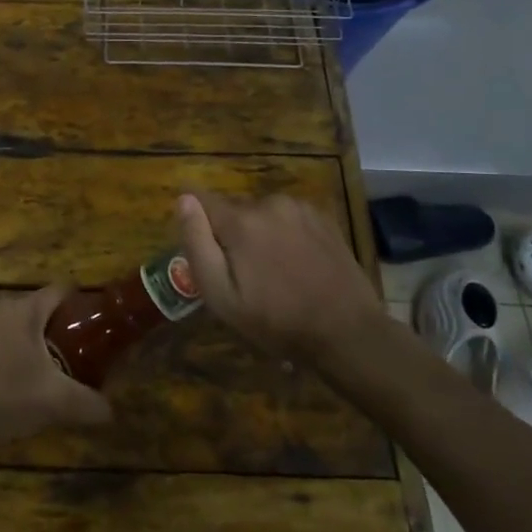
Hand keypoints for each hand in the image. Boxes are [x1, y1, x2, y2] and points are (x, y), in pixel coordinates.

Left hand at [0, 287, 112, 464]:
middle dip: (55, 331)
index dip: (82, 306)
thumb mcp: (54, 404)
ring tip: (39, 376)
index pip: (61, 290)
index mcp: (24, 309)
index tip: (95, 329)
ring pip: (10, 326)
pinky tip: (4, 388)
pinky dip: (1, 356)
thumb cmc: (1, 398)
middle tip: (71, 359)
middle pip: (36, 310)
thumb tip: (110, 411)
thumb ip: (89, 404)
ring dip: (26, 345)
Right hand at [176, 192, 382, 358]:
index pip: (200, 199)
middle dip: (231, 235)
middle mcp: (269, 203)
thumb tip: (183, 199)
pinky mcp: (323, 217)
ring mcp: (300, 208)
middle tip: (245, 276)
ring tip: (274, 272)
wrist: (347, 332)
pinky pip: (288, 218)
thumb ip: (198, 244)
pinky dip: (285, 234)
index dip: (197, 223)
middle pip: (233, 211)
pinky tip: (297, 264)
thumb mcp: (222, 296)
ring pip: (262, 214)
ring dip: (260, 234)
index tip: (206, 251)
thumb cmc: (277, 321)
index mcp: (241, 221)